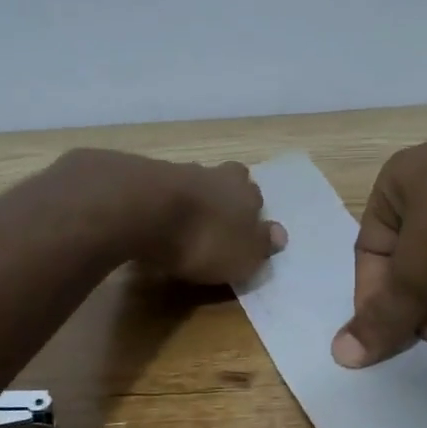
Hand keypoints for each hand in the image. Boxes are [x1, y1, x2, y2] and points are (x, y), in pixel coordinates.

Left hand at [140, 160, 286, 284]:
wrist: (146, 210)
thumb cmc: (204, 239)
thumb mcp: (242, 255)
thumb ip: (261, 244)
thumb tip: (280, 234)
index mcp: (246, 193)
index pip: (256, 198)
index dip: (250, 215)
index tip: (242, 232)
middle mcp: (217, 175)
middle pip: (226, 180)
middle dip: (223, 197)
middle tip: (215, 220)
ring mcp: (180, 171)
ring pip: (194, 182)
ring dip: (191, 199)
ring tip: (182, 223)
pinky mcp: (146, 176)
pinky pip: (162, 189)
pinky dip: (162, 203)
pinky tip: (155, 220)